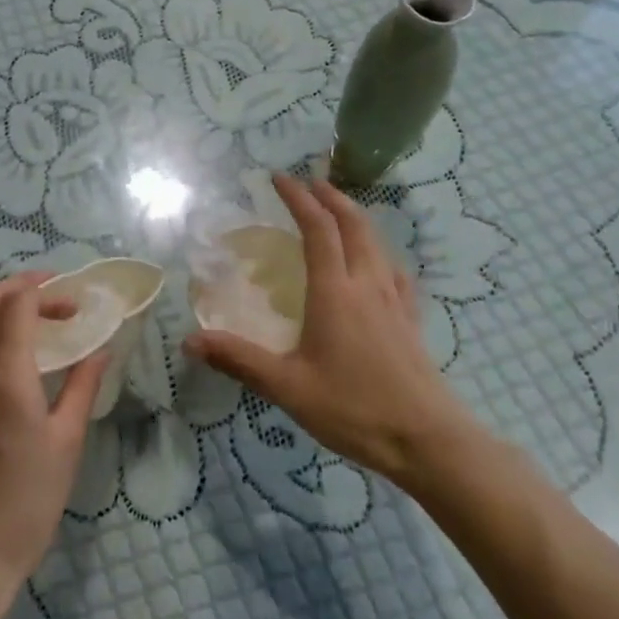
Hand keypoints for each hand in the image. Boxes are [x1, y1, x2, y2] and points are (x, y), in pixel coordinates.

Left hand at [0, 273, 108, 615]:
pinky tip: (10, 371)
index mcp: (4, 378)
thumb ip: (82, 387)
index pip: (15, 305)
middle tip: (52, 299)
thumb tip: (101, 348)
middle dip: (17, 288)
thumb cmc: (25, 505)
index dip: (44, 291)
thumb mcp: (66, 445)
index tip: (72, 302)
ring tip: (34, 328)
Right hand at [185, 173, 479, 484]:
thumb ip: (239, 360)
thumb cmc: (354, 409)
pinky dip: (378, 252)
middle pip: (353, 224)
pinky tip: (376, 266)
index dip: (297, 198)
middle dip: (330, 196)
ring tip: (337, 212)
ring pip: (376, 243)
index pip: (317, 228)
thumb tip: (190, 341)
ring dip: (354, 218)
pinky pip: (393, 271)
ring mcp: (394, 301)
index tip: (278, 177)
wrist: (428, 441)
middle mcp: (366, 284)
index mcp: (335, 291)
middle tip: (309, 182)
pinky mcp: (410, 320)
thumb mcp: (288, 387)